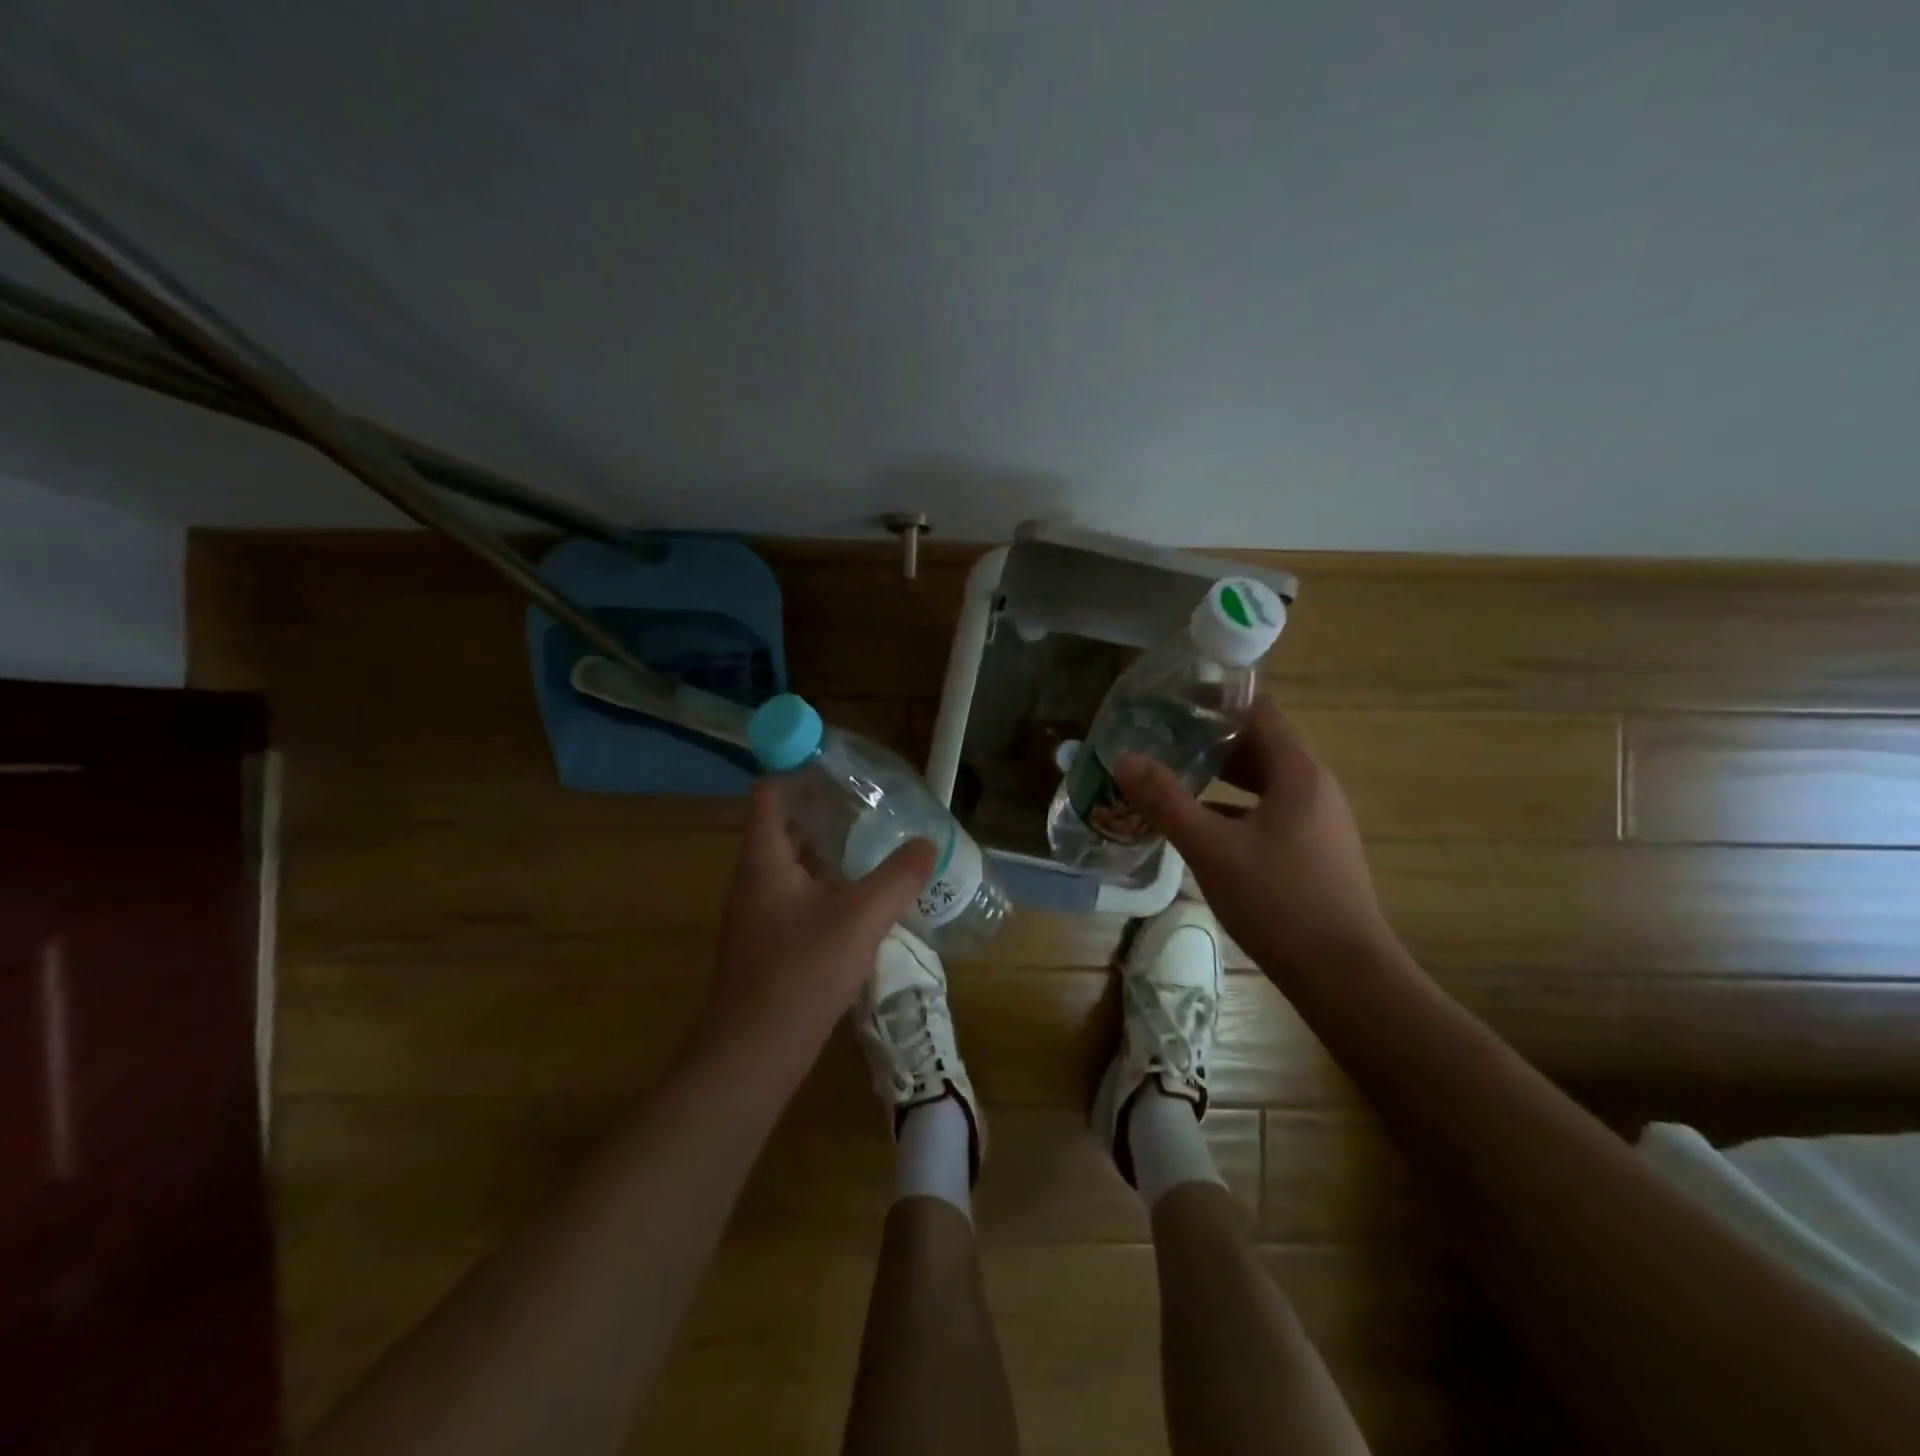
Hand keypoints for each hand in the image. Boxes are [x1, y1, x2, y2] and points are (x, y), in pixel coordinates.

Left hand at [690, 779, 935, 1077]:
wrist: (753, 1054)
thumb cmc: (800, 973)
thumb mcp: (860, 918)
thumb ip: (897, 877)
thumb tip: (926, 843)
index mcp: (764, 859)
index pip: (771, 792)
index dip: (800, 770)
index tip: (842, 767)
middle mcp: (755, 878)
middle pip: (785, 826)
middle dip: (826, 811)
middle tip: (873, 804)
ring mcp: (759, 913)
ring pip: (794, 864)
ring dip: (830, 850)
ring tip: (876, 843)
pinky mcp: (770, 942)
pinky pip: (799, 896)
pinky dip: (828, 885)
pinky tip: (864, 898)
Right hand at [1114, 698, 1398, 987]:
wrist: (1344, 975)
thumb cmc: (1278, 901)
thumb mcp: (1211, 848)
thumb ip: (1166, 801)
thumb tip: (1124, 759)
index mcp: (1298, 774)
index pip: (1259, 712)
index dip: (1218, 702)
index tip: (1173, 702)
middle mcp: (1315, 789)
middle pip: (1260, 748)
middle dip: (1210, 742)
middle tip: (1161, 740)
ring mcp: (1318, 823)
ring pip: (1263, 785)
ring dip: (1221, 779)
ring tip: (1173, 779)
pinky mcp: (1314, 853)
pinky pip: (1270, 815)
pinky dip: (1235, 811)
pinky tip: (1202, 829)